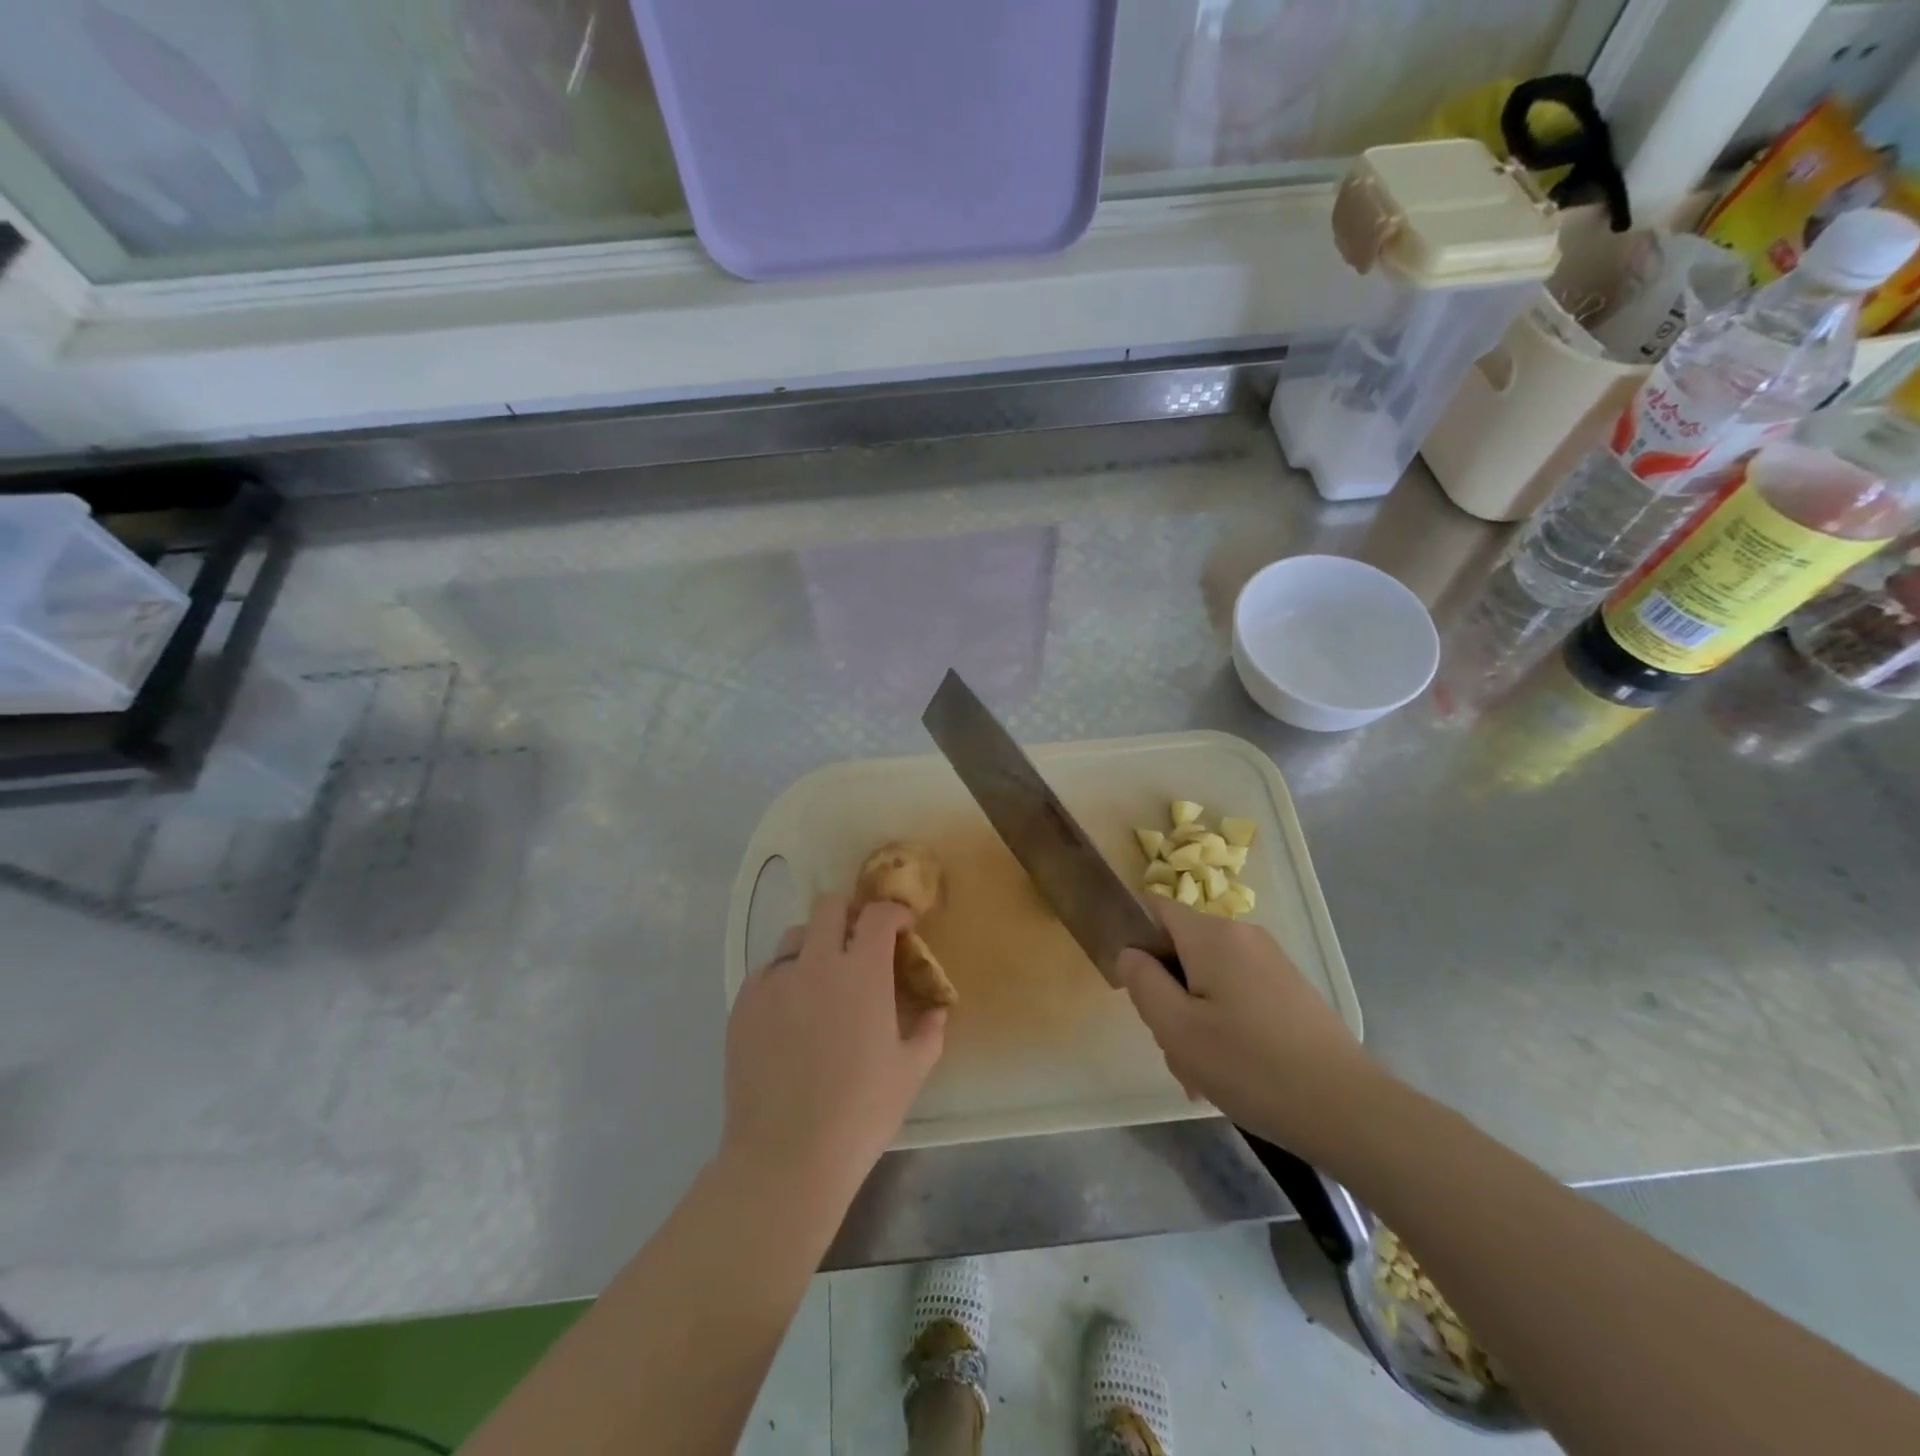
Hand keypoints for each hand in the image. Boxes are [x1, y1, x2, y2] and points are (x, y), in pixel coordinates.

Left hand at [721, 895, 946, 1199]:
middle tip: (858, 944)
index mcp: (862, 971)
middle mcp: (816, 962)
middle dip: (849, 915)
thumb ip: (929, 1032)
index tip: (901, 929)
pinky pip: (766, 973)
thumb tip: (937, 1011)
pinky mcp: (743, 1004)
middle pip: (829, 907)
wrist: (786, 1155)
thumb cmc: (860, 1112)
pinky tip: (790, 1014)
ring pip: (794, 936)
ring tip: (821, 980)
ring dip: (814, 945)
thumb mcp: (910, 1072)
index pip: (877, 914)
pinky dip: (784, 979)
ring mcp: (775, 981)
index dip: (893, 913)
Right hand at [1119, 902, 1375, 1159]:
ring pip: (1208, 977)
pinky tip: (1233, 1071)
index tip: (1134, 986)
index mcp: (1213, 935)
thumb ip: (1142, 982)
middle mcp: (1243, 936)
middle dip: (1168, 993)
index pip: (1155, 908)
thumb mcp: (1177, 1029)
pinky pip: (1237, 993)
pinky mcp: (1290, 990)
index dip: (1134, 938)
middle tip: (1173, 1046)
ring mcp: (1271, 962)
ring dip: (1194, 1017)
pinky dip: (1224, 1023)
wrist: (1348, 1110)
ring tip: (1202, 1073)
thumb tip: (1130, 953)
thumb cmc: (1250, 1066)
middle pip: (1181, 949)